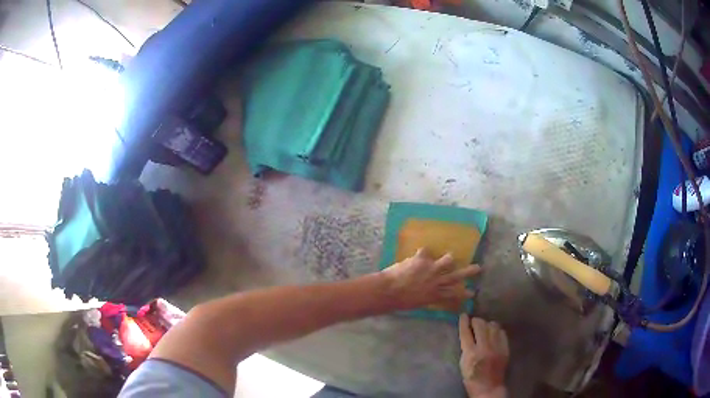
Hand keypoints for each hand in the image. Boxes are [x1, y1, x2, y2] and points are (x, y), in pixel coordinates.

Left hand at [381, 248, 480, 309]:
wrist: (388, 291)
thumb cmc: (399, 301)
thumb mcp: (417, 303)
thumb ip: (426, 297)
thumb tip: (429, 293)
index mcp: (435, 295)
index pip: (453, 295)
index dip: (464, 294)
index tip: (473, 292)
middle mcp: (437, 282)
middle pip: (457, 276)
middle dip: (469, 272)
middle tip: (478, 268)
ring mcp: (431, 269)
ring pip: (448, 260)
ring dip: (448, 259)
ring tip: (449, 257)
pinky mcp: (422, 259)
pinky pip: (425, 251)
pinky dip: (422, 253)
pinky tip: (418, 254)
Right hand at [459, 315, 508, 397]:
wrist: (489, 387)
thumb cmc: (472, 377)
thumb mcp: (463, 363)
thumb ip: (465, 348)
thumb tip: (467, 333)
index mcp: (471, 353)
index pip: (466, 333)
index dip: (464, 322)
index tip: (463, 315)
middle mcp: (485, 348)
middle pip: (481, 325)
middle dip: (476, 321)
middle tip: (473, 322)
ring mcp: (497, 347)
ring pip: (493, 326)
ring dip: (487, 324)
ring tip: (484, 327)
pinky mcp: (505, 348)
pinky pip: (502, 332)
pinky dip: (496, 330)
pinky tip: (493, 333)